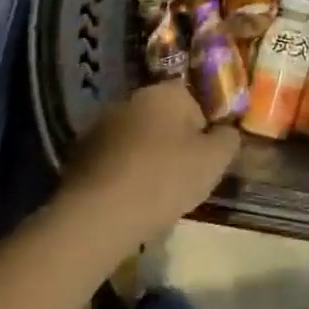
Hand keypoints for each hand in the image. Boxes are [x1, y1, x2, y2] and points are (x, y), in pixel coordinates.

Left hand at [62, 82, 240, 246]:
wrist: (98, 215)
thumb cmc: (164, 179)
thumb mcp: (214, 161)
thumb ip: (228, 139)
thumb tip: (226, 131)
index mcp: (166, 92)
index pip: (194, 102)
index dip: (203, 131)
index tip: (203, 159)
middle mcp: (132, 99)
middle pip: (163, 119)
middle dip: (173, 143)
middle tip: (181, 178)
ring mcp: (101, 124)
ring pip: (136, 139)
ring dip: (145, 158)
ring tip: (153, 194)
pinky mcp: (80, 153)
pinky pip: (113, 159)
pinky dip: (121, 173)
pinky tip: (127, 200)